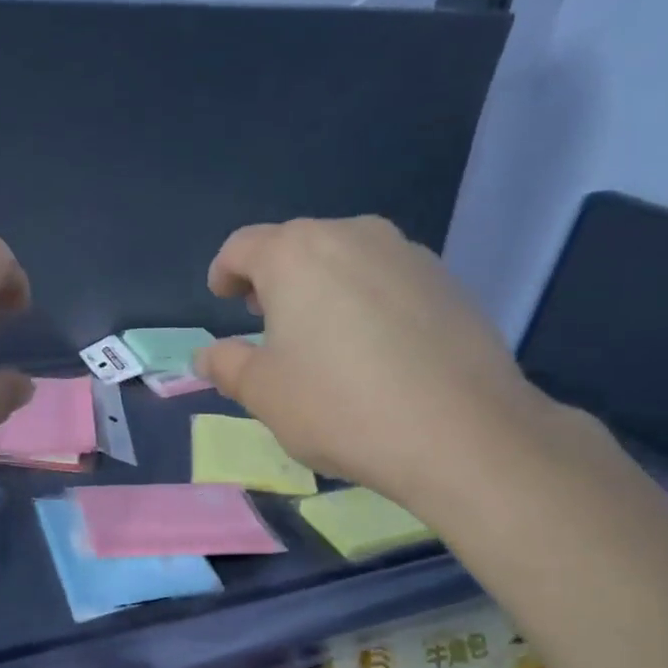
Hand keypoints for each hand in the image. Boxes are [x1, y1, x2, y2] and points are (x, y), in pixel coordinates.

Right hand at [195, 217, 548, 504]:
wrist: (460, 432)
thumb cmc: (340, 406)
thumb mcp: (264, 393)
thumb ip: (227, 365)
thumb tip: (207, 356)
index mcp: (295, 254)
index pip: (243, 246)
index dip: (224, 271)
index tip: (221, 297)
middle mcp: (351, 235)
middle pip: (297, 246)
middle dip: (274, 278)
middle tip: (266, 319)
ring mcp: (407, 254)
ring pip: (347, 259)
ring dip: (322, 286)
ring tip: (321, 334)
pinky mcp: (447, 281)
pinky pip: (388, 279)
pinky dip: (366, 300)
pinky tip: (373, 347)